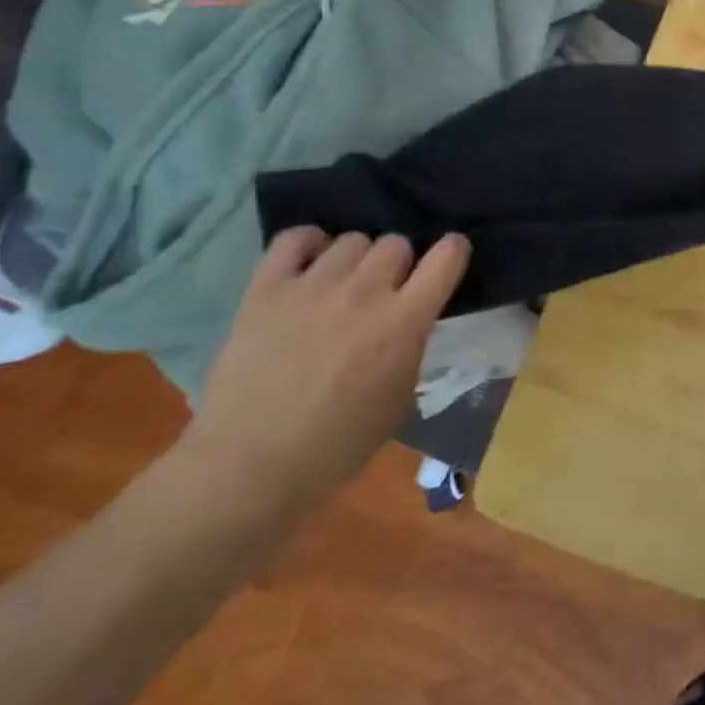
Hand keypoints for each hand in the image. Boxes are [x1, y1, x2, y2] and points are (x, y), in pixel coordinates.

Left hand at [181, 229, 470, 519]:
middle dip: (397, 264)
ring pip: (352, 239)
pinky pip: (294, 238)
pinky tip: (309, 264)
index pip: (446, 257)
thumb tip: (409, 319)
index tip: (449, 257)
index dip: (453, 251)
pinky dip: (309, 243)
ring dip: (356, 260)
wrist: (250, 466)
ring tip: (341, 284)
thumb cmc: (337, 444)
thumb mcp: (400, 398)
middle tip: (384, 290)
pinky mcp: (266, 289)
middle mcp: (364, 292)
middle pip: (396, 243)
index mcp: (403, 322)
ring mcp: (312, 286)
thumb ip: (411, 346)